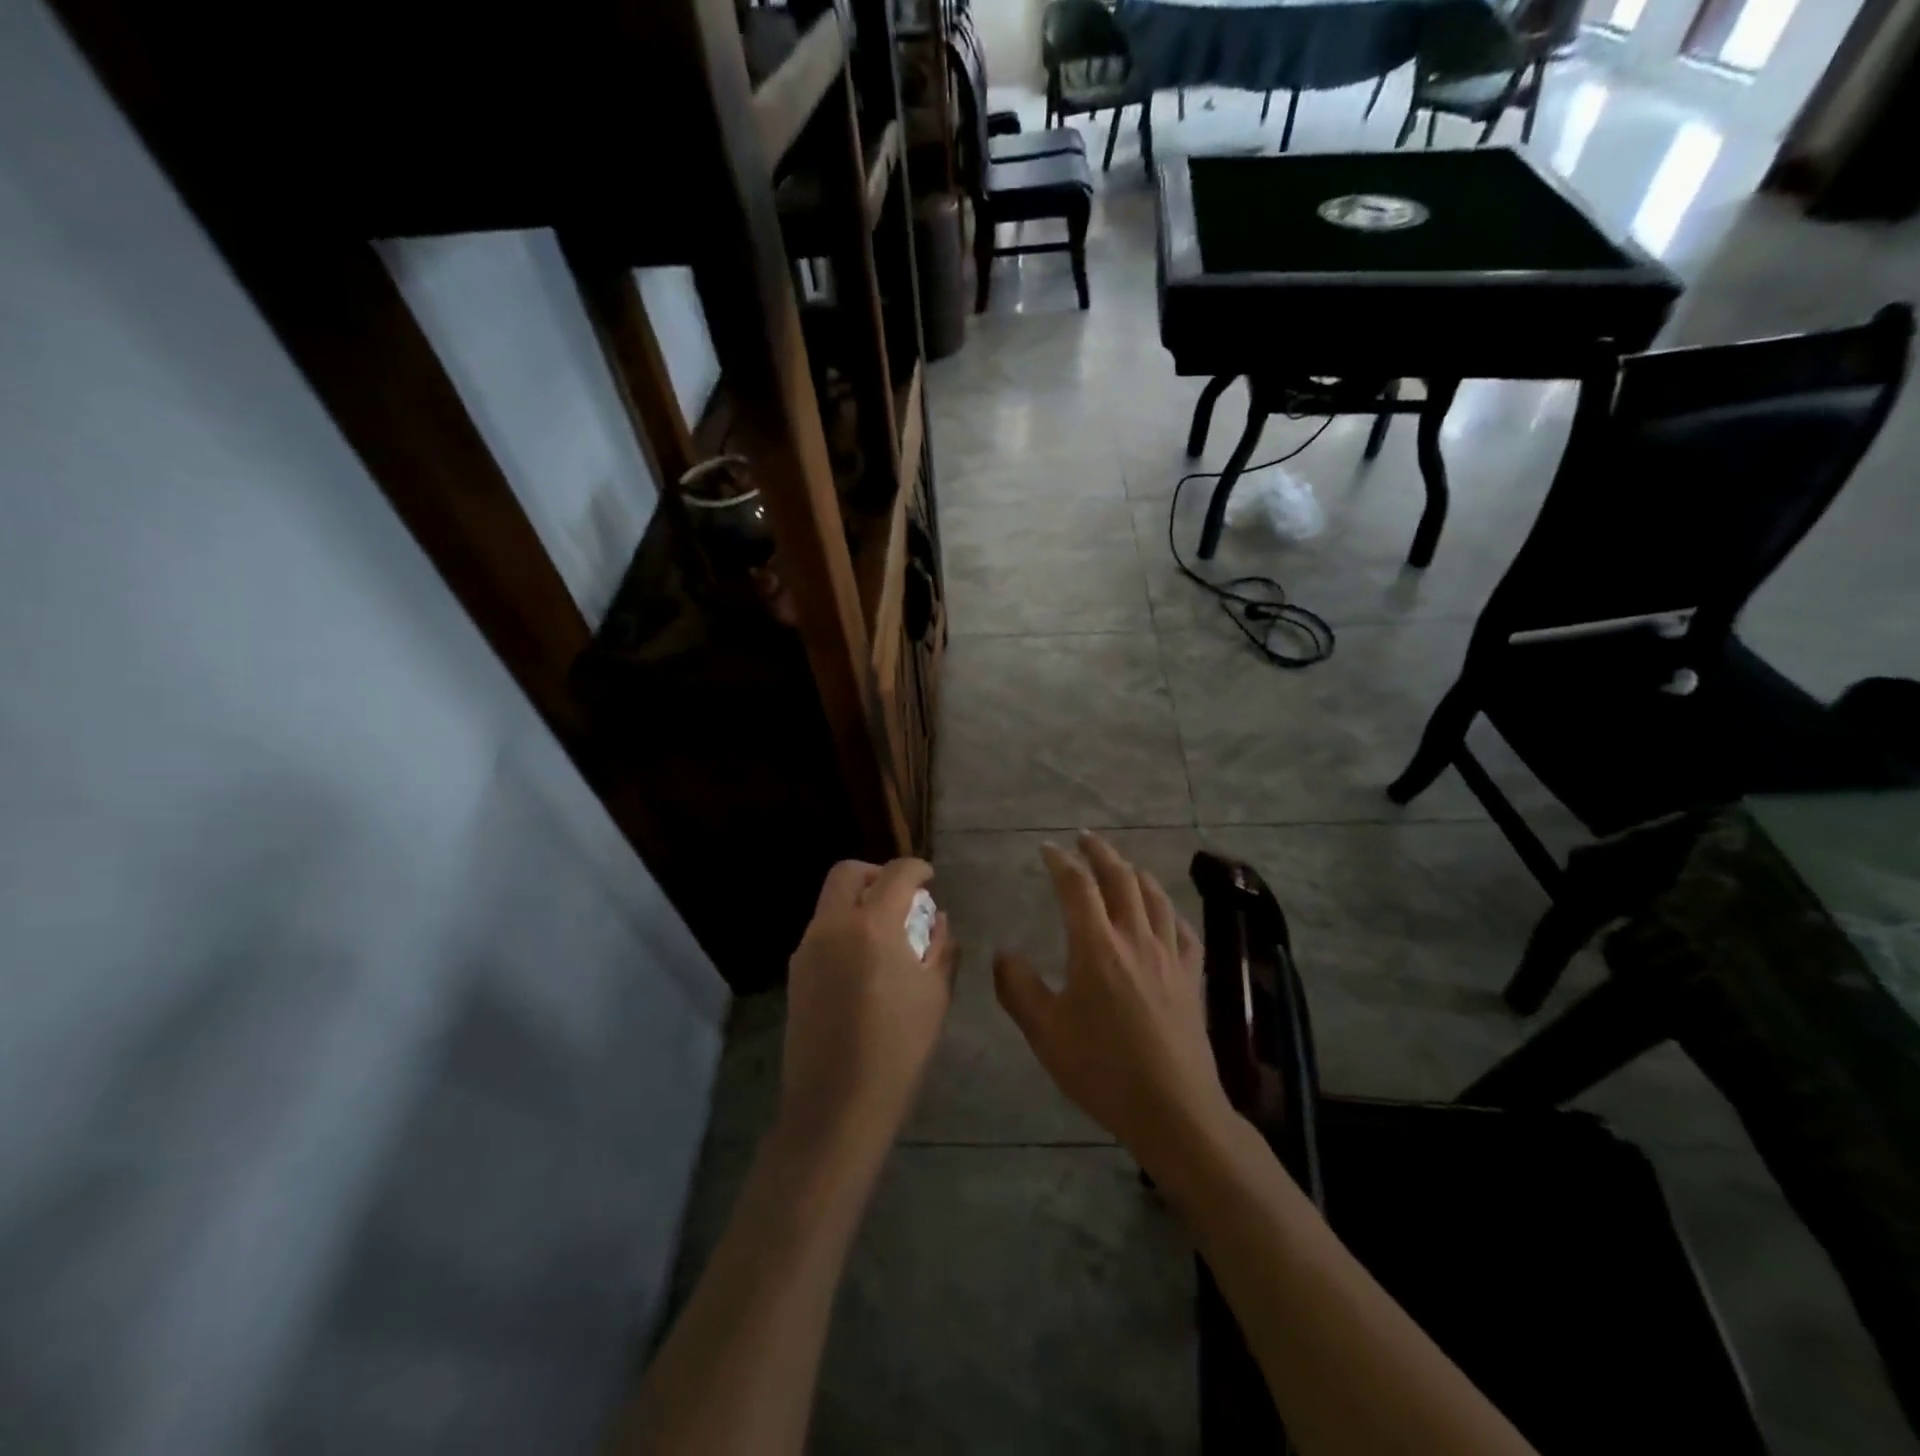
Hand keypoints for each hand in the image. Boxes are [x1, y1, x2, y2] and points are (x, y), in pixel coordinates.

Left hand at [781, 858, 955, 1156]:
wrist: (836, 1106)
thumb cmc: (898, 1049)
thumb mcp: (935, 995)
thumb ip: (941, 946)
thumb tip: (937, 919)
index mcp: (872, 926)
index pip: (896, 873)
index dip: (917, 868)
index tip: (929, 878)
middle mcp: (833, 926)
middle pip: (848, 873)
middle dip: (878, 874)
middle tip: (901, 898)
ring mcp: (808, 949)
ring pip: (831, 902)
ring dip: (859, 902)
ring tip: (887, 935)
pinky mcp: (795, 973)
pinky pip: (822, 931)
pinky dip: (845, 928)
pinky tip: (864, 964)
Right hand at [994, 833, 1230, 1169]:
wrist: (1173, 1109)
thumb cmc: (1102, 1069)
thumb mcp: (1045, 1032)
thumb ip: (1018, 987)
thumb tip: (1004, 953)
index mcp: (1096, 946)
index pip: (1077, 887)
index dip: (1061, 862)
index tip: (1047, 849)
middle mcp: (1134, 938)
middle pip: (1120, 879)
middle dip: (1100, 853)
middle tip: (1085, 839)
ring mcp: (1168, 955)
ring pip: (1154, 897)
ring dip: (1134, 872)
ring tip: (1122, 865)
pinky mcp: (1191, 976)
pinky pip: (1182, 929)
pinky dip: (1168, 909)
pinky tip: (1164, 913)